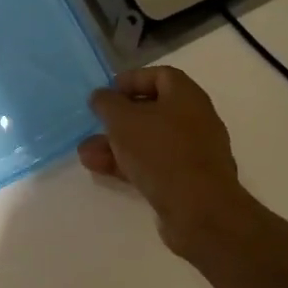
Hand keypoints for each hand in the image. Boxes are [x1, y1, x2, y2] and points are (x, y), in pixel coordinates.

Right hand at [79, 66, 257, 259]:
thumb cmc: (161, 152)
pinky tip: (102, 171)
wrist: (201, 212)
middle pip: (151, 110)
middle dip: (117, 119)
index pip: (159, 75)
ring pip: (148, 140)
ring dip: (116, 145)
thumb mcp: (122, 120)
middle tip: (94, 126)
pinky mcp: (189, 181)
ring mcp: (194, 153)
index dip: (131, 80)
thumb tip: (101, 97)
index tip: (106, 93)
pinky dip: (129, 164)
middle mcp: (195, 120)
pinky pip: (154, 164)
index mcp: (187, 96)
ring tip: (87, 155)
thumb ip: (106, 103)